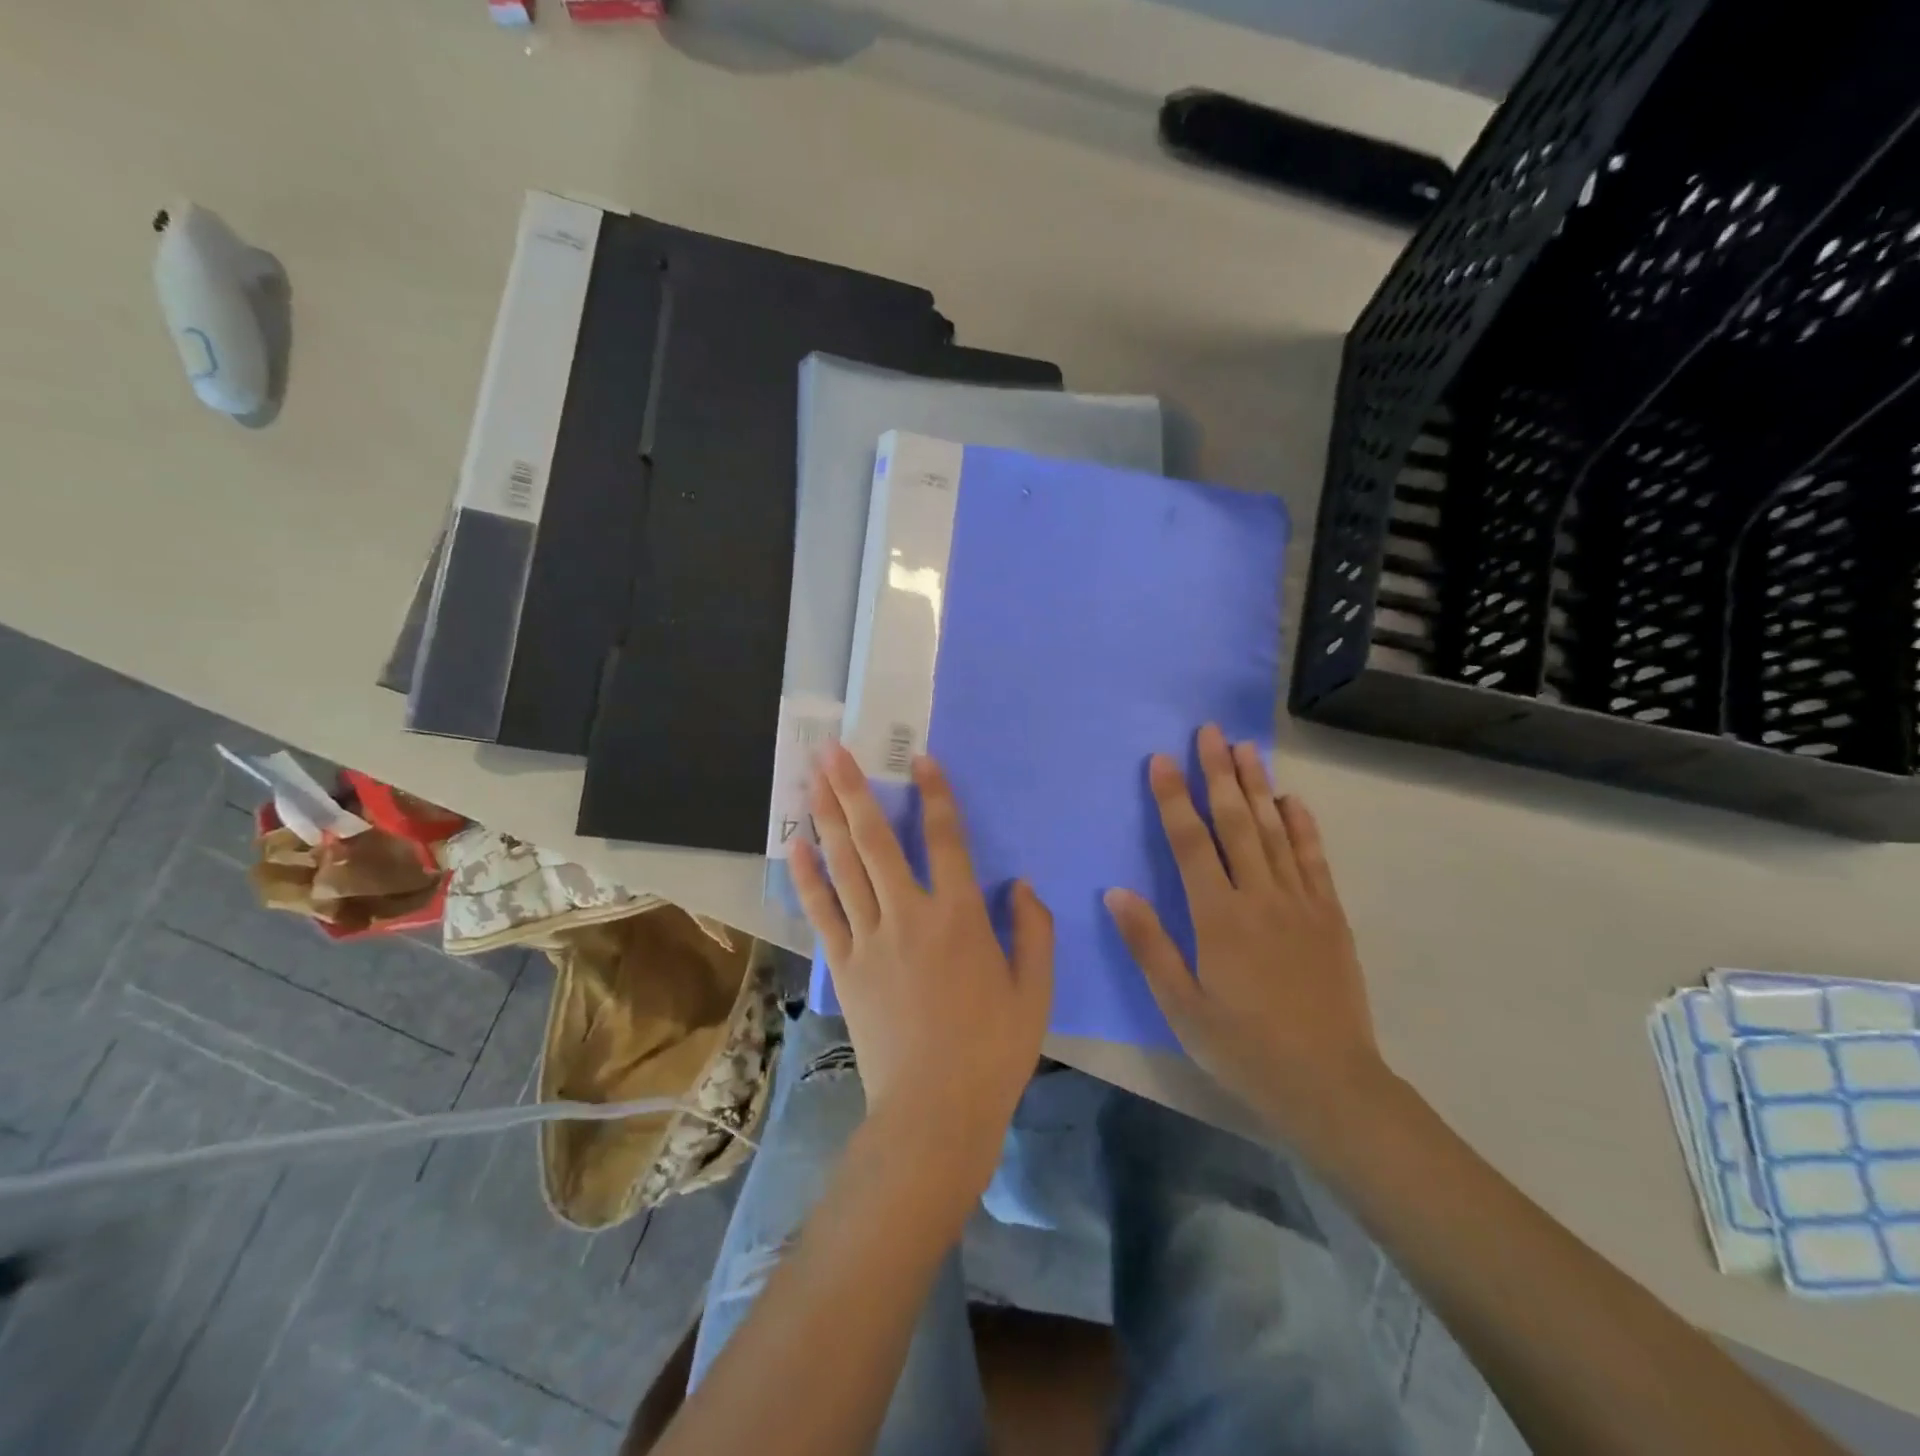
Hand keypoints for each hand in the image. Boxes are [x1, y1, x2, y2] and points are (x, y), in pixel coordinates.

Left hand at [790, 746, 1053, 1199]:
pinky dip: (809, 876)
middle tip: (832, 749)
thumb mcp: (1036, 991)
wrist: (935, 1111)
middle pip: (877, 840)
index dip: (935, 795)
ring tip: (812, 778)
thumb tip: (1022, 884)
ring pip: (844, 866)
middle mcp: (911, 915)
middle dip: (854, 789)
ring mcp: (871, 939)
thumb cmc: (993, 1050)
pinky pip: (823, 910)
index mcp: (962, 918)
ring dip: (827, 818)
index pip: (947, 840)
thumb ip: (1035, 931)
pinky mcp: (846, 965)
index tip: (919, 758)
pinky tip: (798, 844)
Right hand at [1104, 724, 1390, 1153]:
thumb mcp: (1181, 1006)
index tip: (1163, 760)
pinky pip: (1314, 860)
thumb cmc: (1242, 1047)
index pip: (1191, 843)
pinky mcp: (1329, 917)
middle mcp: (1260, 897)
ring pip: (1275, 831)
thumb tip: (1116, 892)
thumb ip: (1149, 945)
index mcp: (1218, 918)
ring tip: (1246, 748)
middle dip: (1219, 774)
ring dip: (1258, 787)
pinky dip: (1303, 826)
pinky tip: (1293, 801)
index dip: (1175, 799)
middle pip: (1236, 822)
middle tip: (1211, 731)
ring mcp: (1300, 903)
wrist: (1329, 1085)